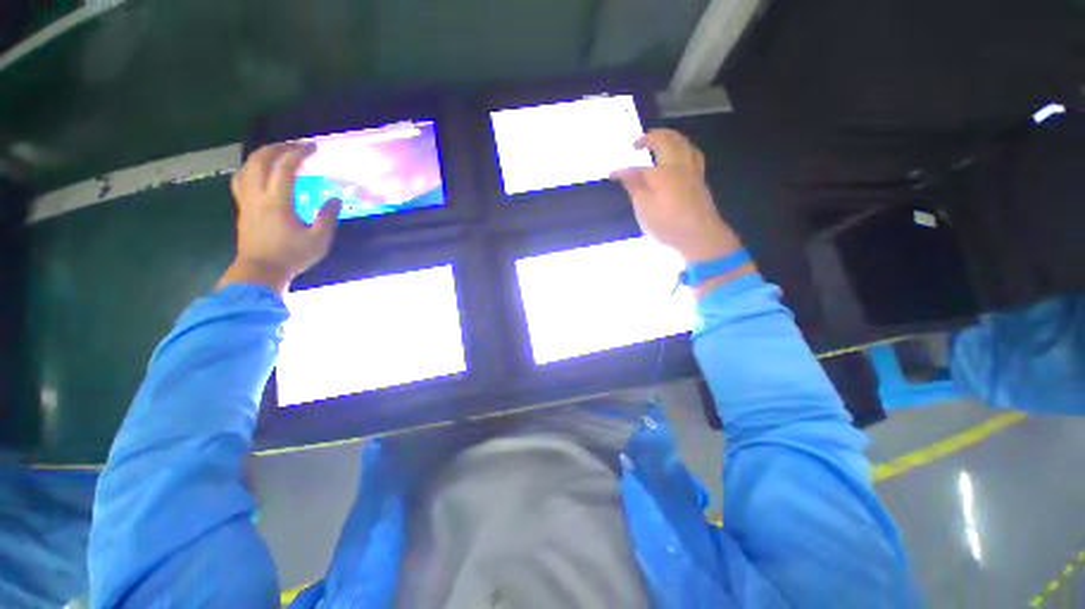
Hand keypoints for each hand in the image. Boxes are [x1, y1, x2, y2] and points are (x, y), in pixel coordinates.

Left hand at [217, 143, 341, 293]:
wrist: (260, 270)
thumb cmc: (292, 256)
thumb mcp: (319, 240)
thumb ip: (328, 218)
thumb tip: (335, 199)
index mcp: (278, 201)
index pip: (286, 167)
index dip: (299, 153)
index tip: (313, 147)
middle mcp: (258, 194)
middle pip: (261, 159)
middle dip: (279, 147)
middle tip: (296, 146)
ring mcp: (246, 199)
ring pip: (247, 166)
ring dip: (263, 154)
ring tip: (278, 153)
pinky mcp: (242, 206)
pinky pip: (241, 178)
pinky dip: (251, 167)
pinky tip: (259, 171)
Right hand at [611, 129, 741, 263]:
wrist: (699, 235)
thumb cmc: (667, 223)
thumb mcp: (644, 208)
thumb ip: (634, 187)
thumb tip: (623, 172)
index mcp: (662, 172)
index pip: (637, 168)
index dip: (623, 171)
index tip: (612, 175)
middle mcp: (678, 165)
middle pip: (667, 140)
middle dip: (651, 137)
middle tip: (638, 143)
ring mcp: (692, 171)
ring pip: (683, 143)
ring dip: (670, 137)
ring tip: (660, 142)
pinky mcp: (700, 180)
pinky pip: (692, 153)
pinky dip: (683, 147)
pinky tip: (681, 154)